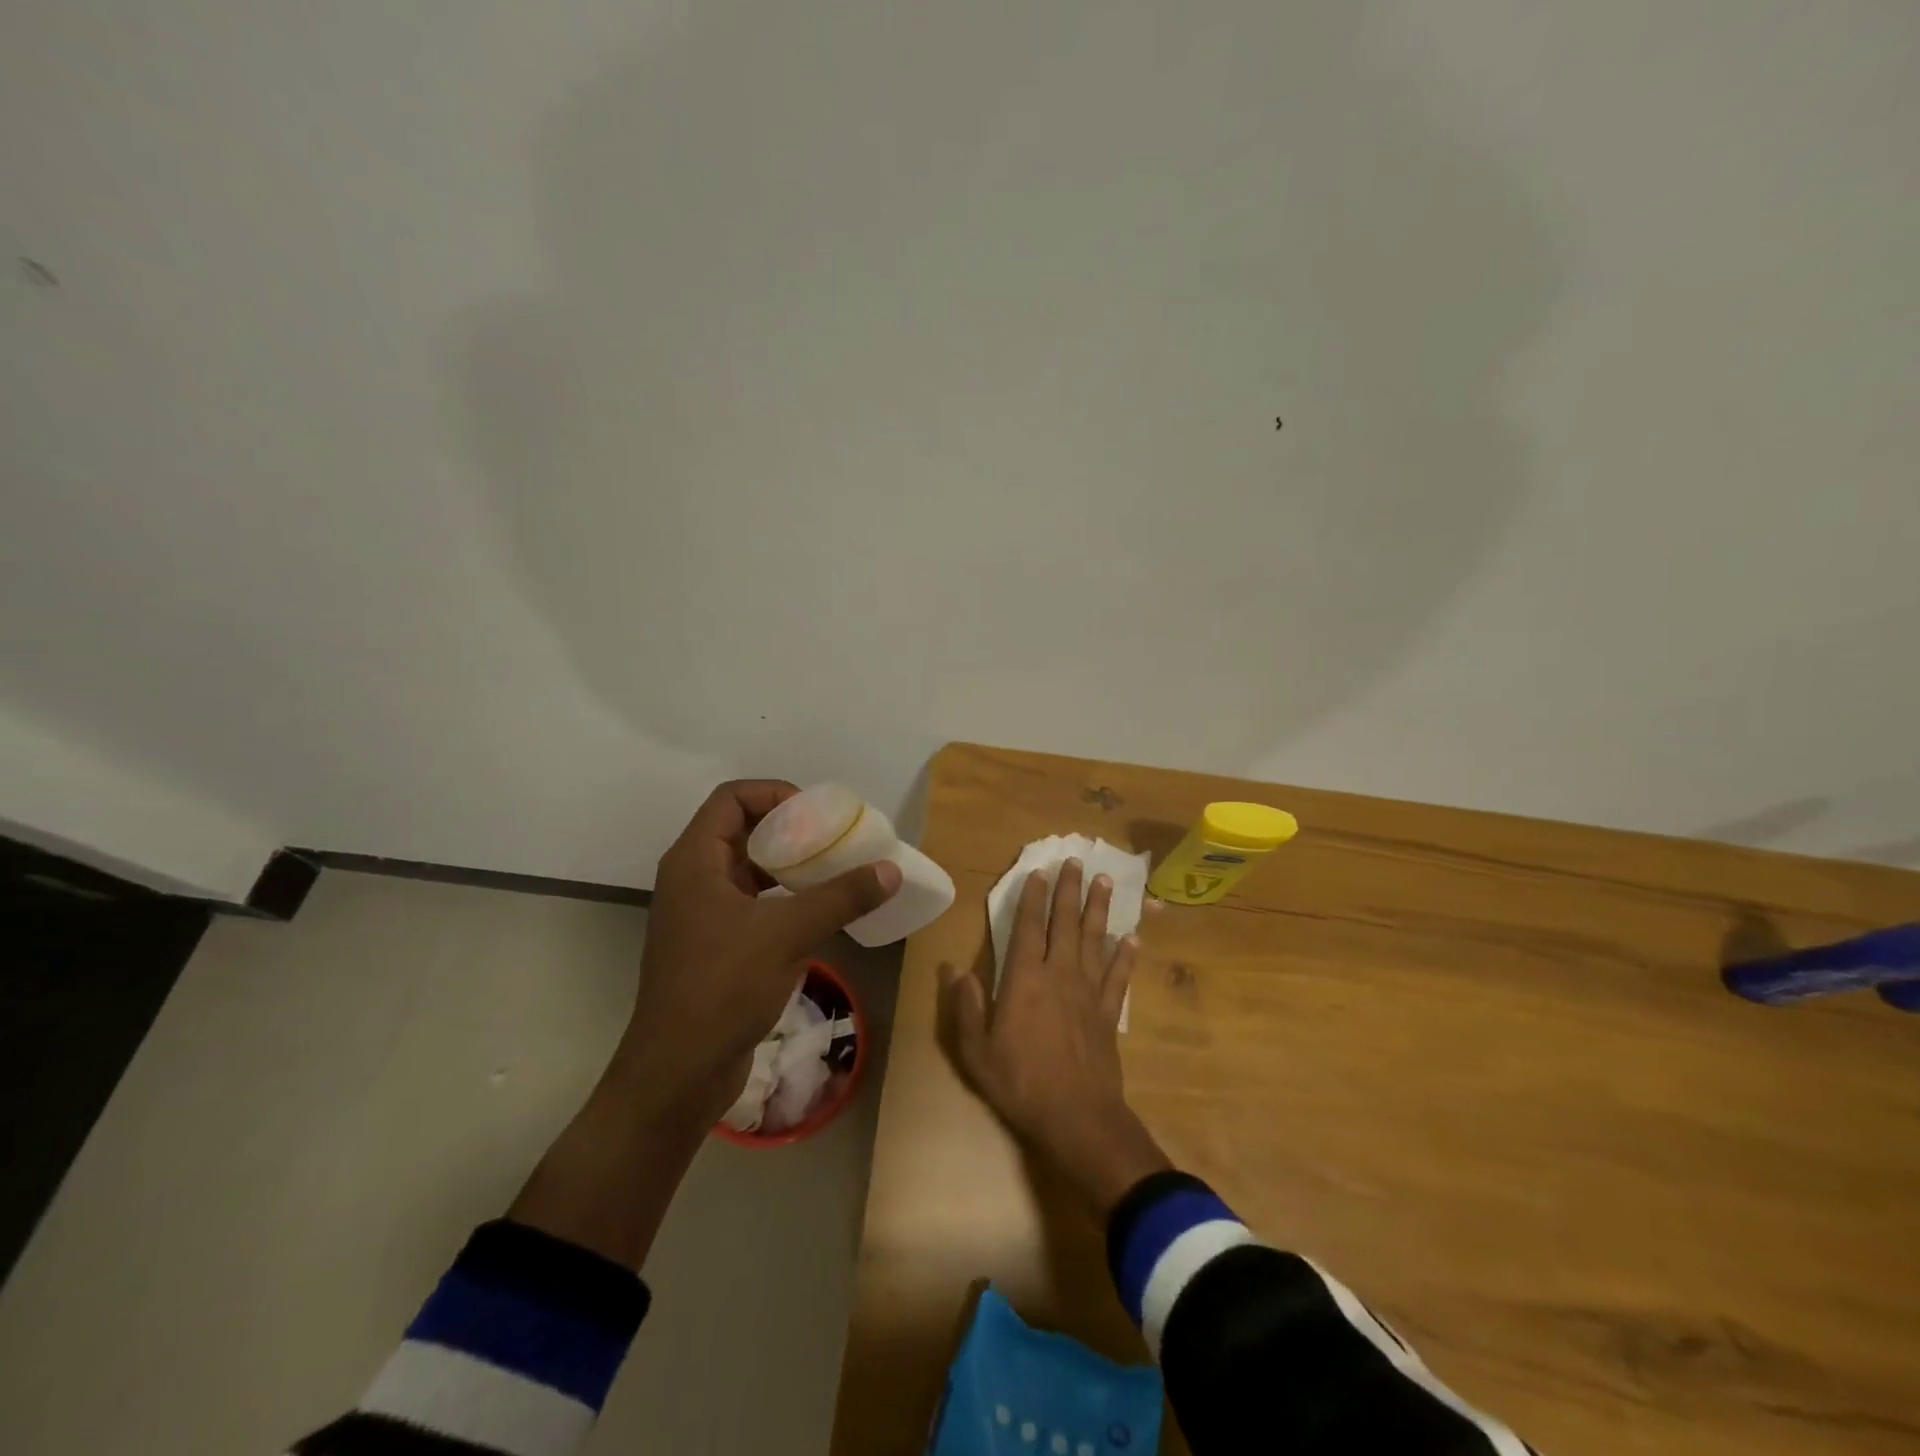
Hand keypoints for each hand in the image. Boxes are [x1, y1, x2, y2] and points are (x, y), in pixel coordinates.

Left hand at [618, 780, 900, 1124]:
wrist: (678, 1072)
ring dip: (789, 863)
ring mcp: (702, 913)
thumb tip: (891, 870)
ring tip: (834, 869)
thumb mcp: (787, 935)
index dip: (775, 794)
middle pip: (741, 829)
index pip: (732, 798)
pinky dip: (784, 895)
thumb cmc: (723, 989)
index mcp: (694, 861)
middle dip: (790, 828)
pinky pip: (752, 901)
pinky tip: (818, 910)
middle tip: (835, 839)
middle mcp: (693, 878)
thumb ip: (841, 897)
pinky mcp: (714, 943)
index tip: (817, 814)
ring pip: (749, 867)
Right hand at [940, 858, 1169, 1217]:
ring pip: (1095, 940)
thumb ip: (964, 1006)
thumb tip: (953, 968)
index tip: (1039, 872)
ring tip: (1104, 882)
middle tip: (1077, 861)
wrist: (1076, 1117)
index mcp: (1024, 979)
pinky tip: (1133, 938)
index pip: (1028, 928)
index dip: (1033, 899)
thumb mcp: (975, 1050)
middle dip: (1070, 890)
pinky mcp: (1108, 1013)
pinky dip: (1126, 956)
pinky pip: (1118, 976)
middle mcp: (1059, 974)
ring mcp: (1088, 992)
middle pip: (1066, 923)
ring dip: (1099, 909)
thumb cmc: (1020, 1082)